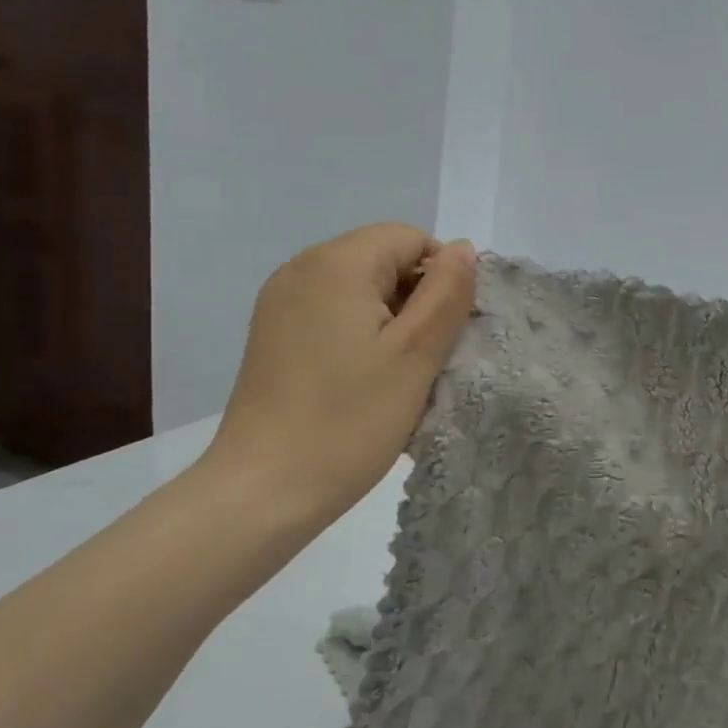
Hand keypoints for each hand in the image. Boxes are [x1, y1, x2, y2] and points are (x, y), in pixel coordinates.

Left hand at [201, 224, 477, 535]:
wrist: (265, 490)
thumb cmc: (350, 420)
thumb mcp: (416, 354)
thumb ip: (447, 292)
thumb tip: (462, 249)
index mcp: (336, 264)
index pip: (409, 238)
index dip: (441, 276)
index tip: (448, 332)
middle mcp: (300, 269)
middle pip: (382, 260)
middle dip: (417, 299)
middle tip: (427, 359)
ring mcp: (280, 303)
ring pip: (360, 290)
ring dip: (392, 322)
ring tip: (398, 375)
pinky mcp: (273, 335)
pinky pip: (333, 314)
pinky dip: (361, 335)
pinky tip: (364, 381)